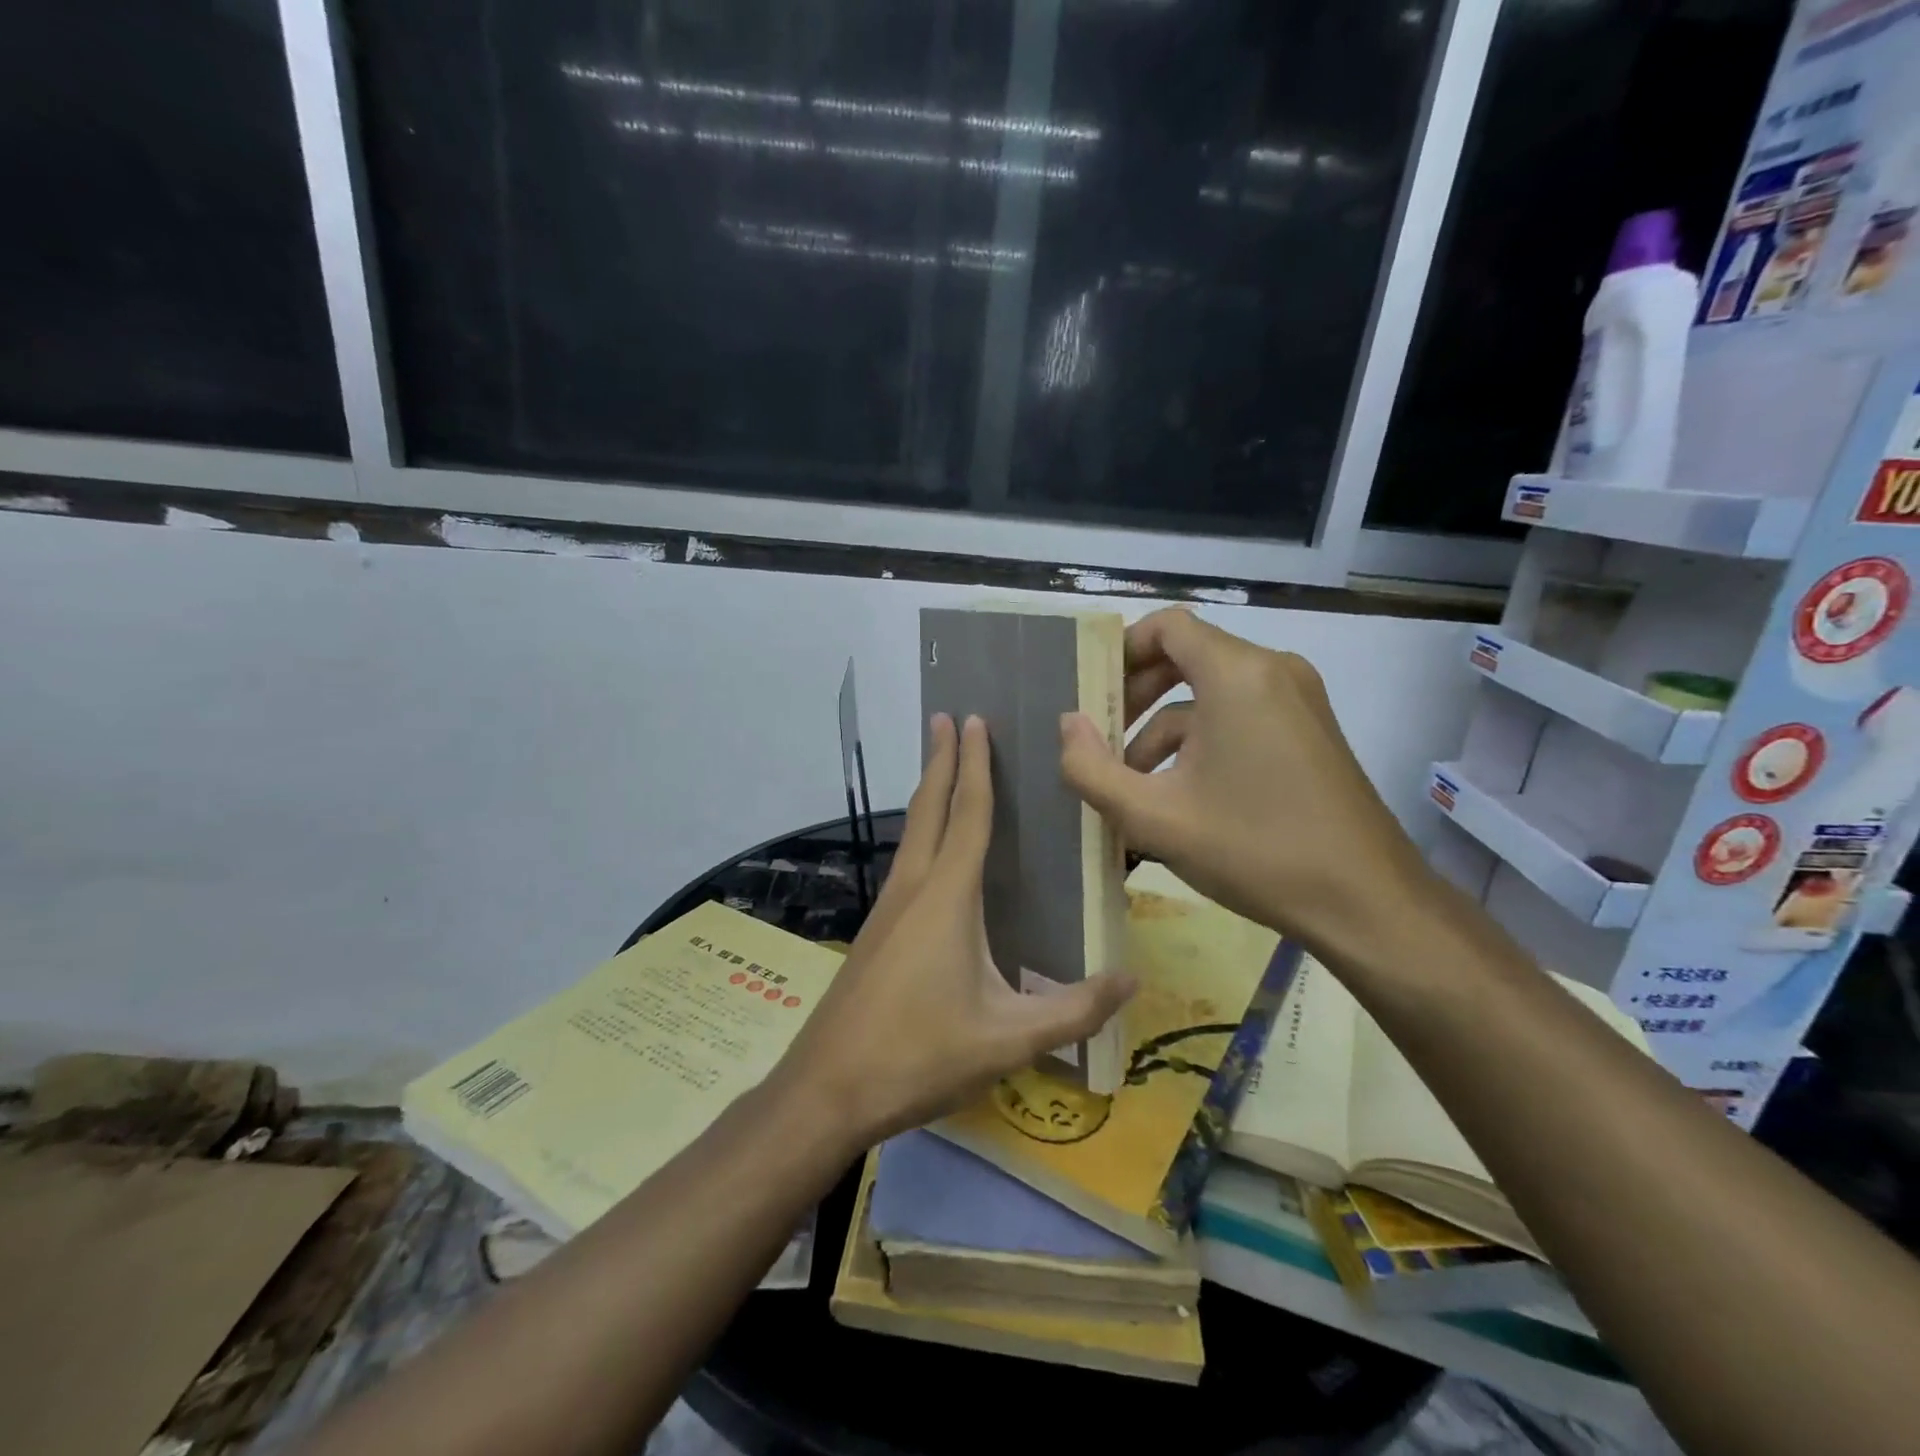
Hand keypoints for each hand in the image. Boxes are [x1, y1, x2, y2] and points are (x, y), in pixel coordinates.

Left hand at [773, 713, 1135, 1149]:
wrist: (827, 1087)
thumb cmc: (919, 1054)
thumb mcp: (1007, 1039)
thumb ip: (1073, 1011)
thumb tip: (1132, 980)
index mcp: (946, 897)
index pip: (968, 814)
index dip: (975, 765)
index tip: (973, 721)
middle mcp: (912, 888)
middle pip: (929, 808)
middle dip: (941, 760)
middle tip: (947, 718)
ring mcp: (887, 908)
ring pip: (912, 833)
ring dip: (929, 793)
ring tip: (942, 767)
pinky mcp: (876, 931)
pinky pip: (905, 861)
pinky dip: (922, 832)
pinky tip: (931, 853)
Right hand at [1058, 607, 1431, 965]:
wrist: (1367, 903)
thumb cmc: (1254, 850)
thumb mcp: (1154, 817)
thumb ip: (1092, 769)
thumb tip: (1067, 725)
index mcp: (1238, 674)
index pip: (1167, 626)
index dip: (1120, 650)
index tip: (1090, 693)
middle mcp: (1273, 671)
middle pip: (1186, 656)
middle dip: (1135, 695)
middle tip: (1100, 740)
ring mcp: (1299, 701)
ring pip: (1210, 694)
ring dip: (1162, 730)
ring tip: (1130, 786)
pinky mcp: (1310, 731)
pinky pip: (1240, 716)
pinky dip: (1201, 743)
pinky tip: (1178, 797)